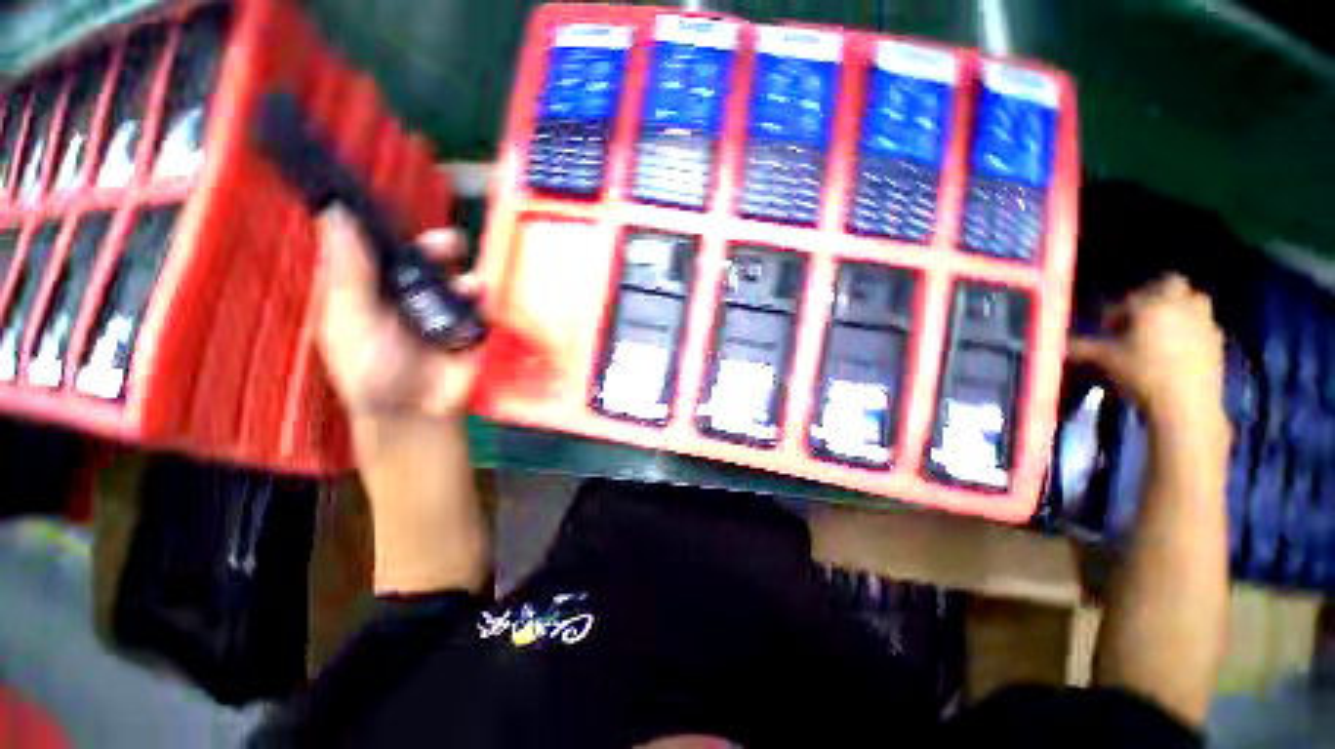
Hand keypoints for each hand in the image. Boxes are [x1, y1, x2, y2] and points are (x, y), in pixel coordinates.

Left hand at [315, 207, 481, 420]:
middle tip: (451, 244)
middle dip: (439, 247)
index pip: (380, 248)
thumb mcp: (349, 321)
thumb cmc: (372, 371)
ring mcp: (445, 310)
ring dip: (466, 277)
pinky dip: (485, 300)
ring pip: (459, 278)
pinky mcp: (472, 326)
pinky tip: (481, 304)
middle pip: (426, 258)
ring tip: (468, 287)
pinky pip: (483, 304)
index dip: (388, 226)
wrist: (417, 412)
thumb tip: (336, 214)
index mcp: (372, 289)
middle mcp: (410, 294)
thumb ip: (347, 273)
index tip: (398, 207)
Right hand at [1069, 274, 1226, 432]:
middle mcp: (1181, 304)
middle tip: (1139, 317)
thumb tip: (1059, 344)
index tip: (1107, 328)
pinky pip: (1203, 324)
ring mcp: (1205, 320)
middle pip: (1171, 284)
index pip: (1130, 296)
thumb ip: (1082, 348)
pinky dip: (1191, 330)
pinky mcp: (1218, 340)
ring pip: (1193, 300)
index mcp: (1152, 304)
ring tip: (1161, 332)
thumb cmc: (1142, 374)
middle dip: (1155, 295)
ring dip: (1178, 309)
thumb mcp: (1104, 360)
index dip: (1116, 310)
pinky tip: (1178, 350)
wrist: (1187, 404)